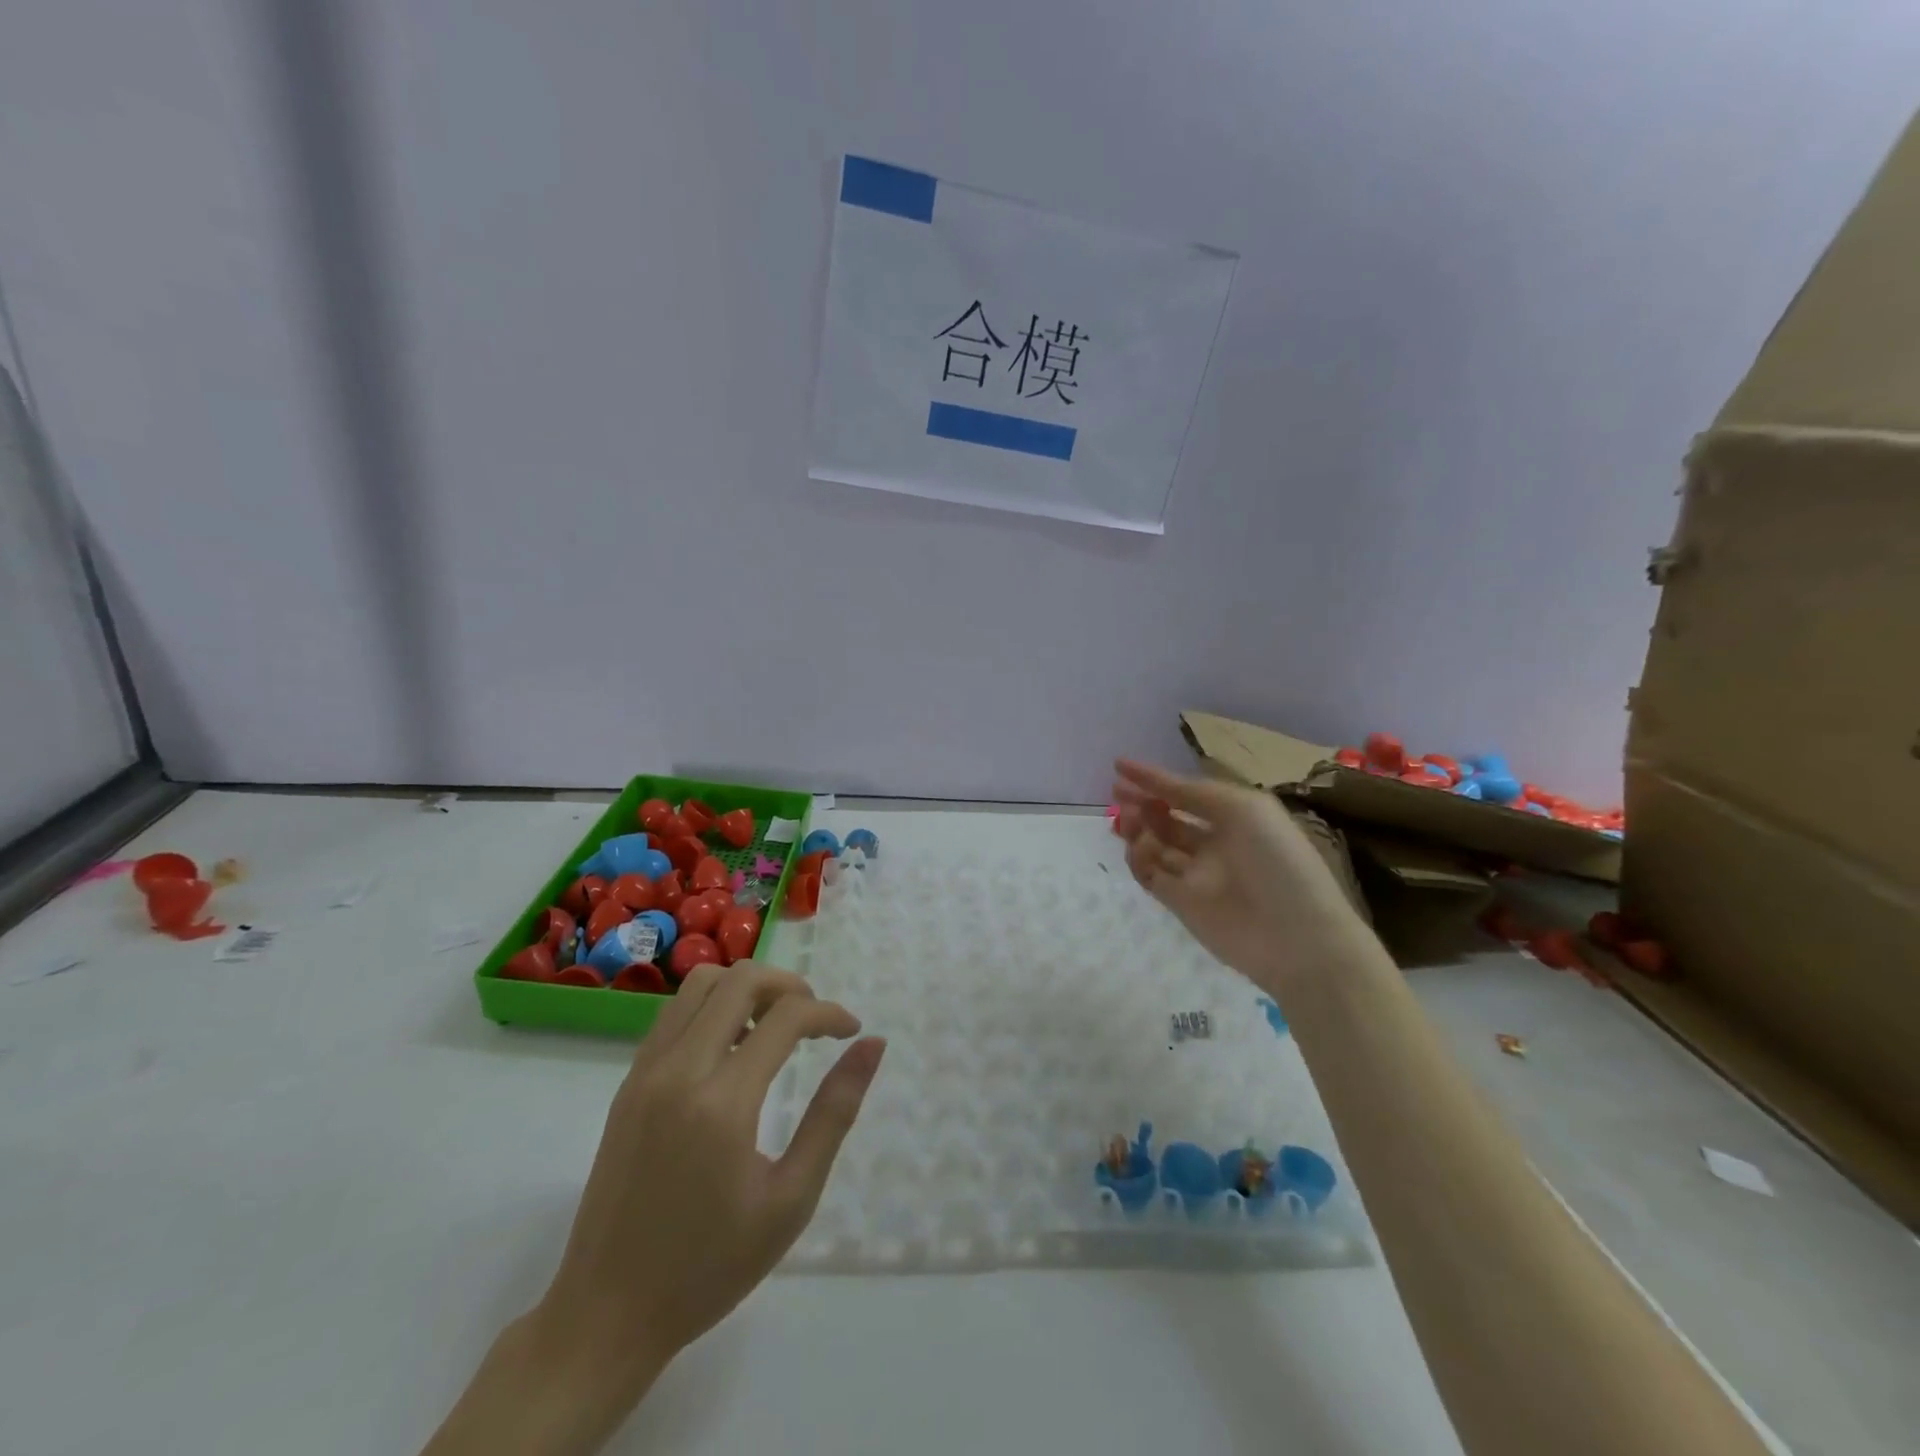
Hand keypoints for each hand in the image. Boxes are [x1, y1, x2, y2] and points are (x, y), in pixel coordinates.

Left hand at [540, 960, 884, 1384]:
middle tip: (815, 1023)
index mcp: (722, 1103)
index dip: (829, 1013)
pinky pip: (675, 1013)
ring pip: (701, 984)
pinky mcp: (627, 1082)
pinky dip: (713, 1008)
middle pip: (740, 980)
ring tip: (773, 1031)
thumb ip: (834, 1113)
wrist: (605, 1315)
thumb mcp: (791, 1199)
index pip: (787, 1017)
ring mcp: (645, 1072)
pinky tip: (732, 1052)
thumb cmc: (709, 1267)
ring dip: (747, 990)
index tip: (851, 1032)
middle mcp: (679, 1070)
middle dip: (789, 986)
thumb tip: (872, 1046)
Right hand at [1111, 759, 1364, 992]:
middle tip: (1117, 795)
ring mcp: (1196, 874)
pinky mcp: (1180, 903)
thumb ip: (1195, 793)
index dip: (1155, 779)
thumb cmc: (1278, 861)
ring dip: (1137, 828)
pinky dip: (1140, 858)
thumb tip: (1156, 787)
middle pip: (1167, 818)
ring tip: (1127, 820)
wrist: (1296, 937)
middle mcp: (1214, 843)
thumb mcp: (1244, 809)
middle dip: (1141, 803)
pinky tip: (1141, 849)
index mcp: (1236, 818)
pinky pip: (1150, 874)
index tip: (1119, 766)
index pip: (1187, 792)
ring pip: (1154, 845)